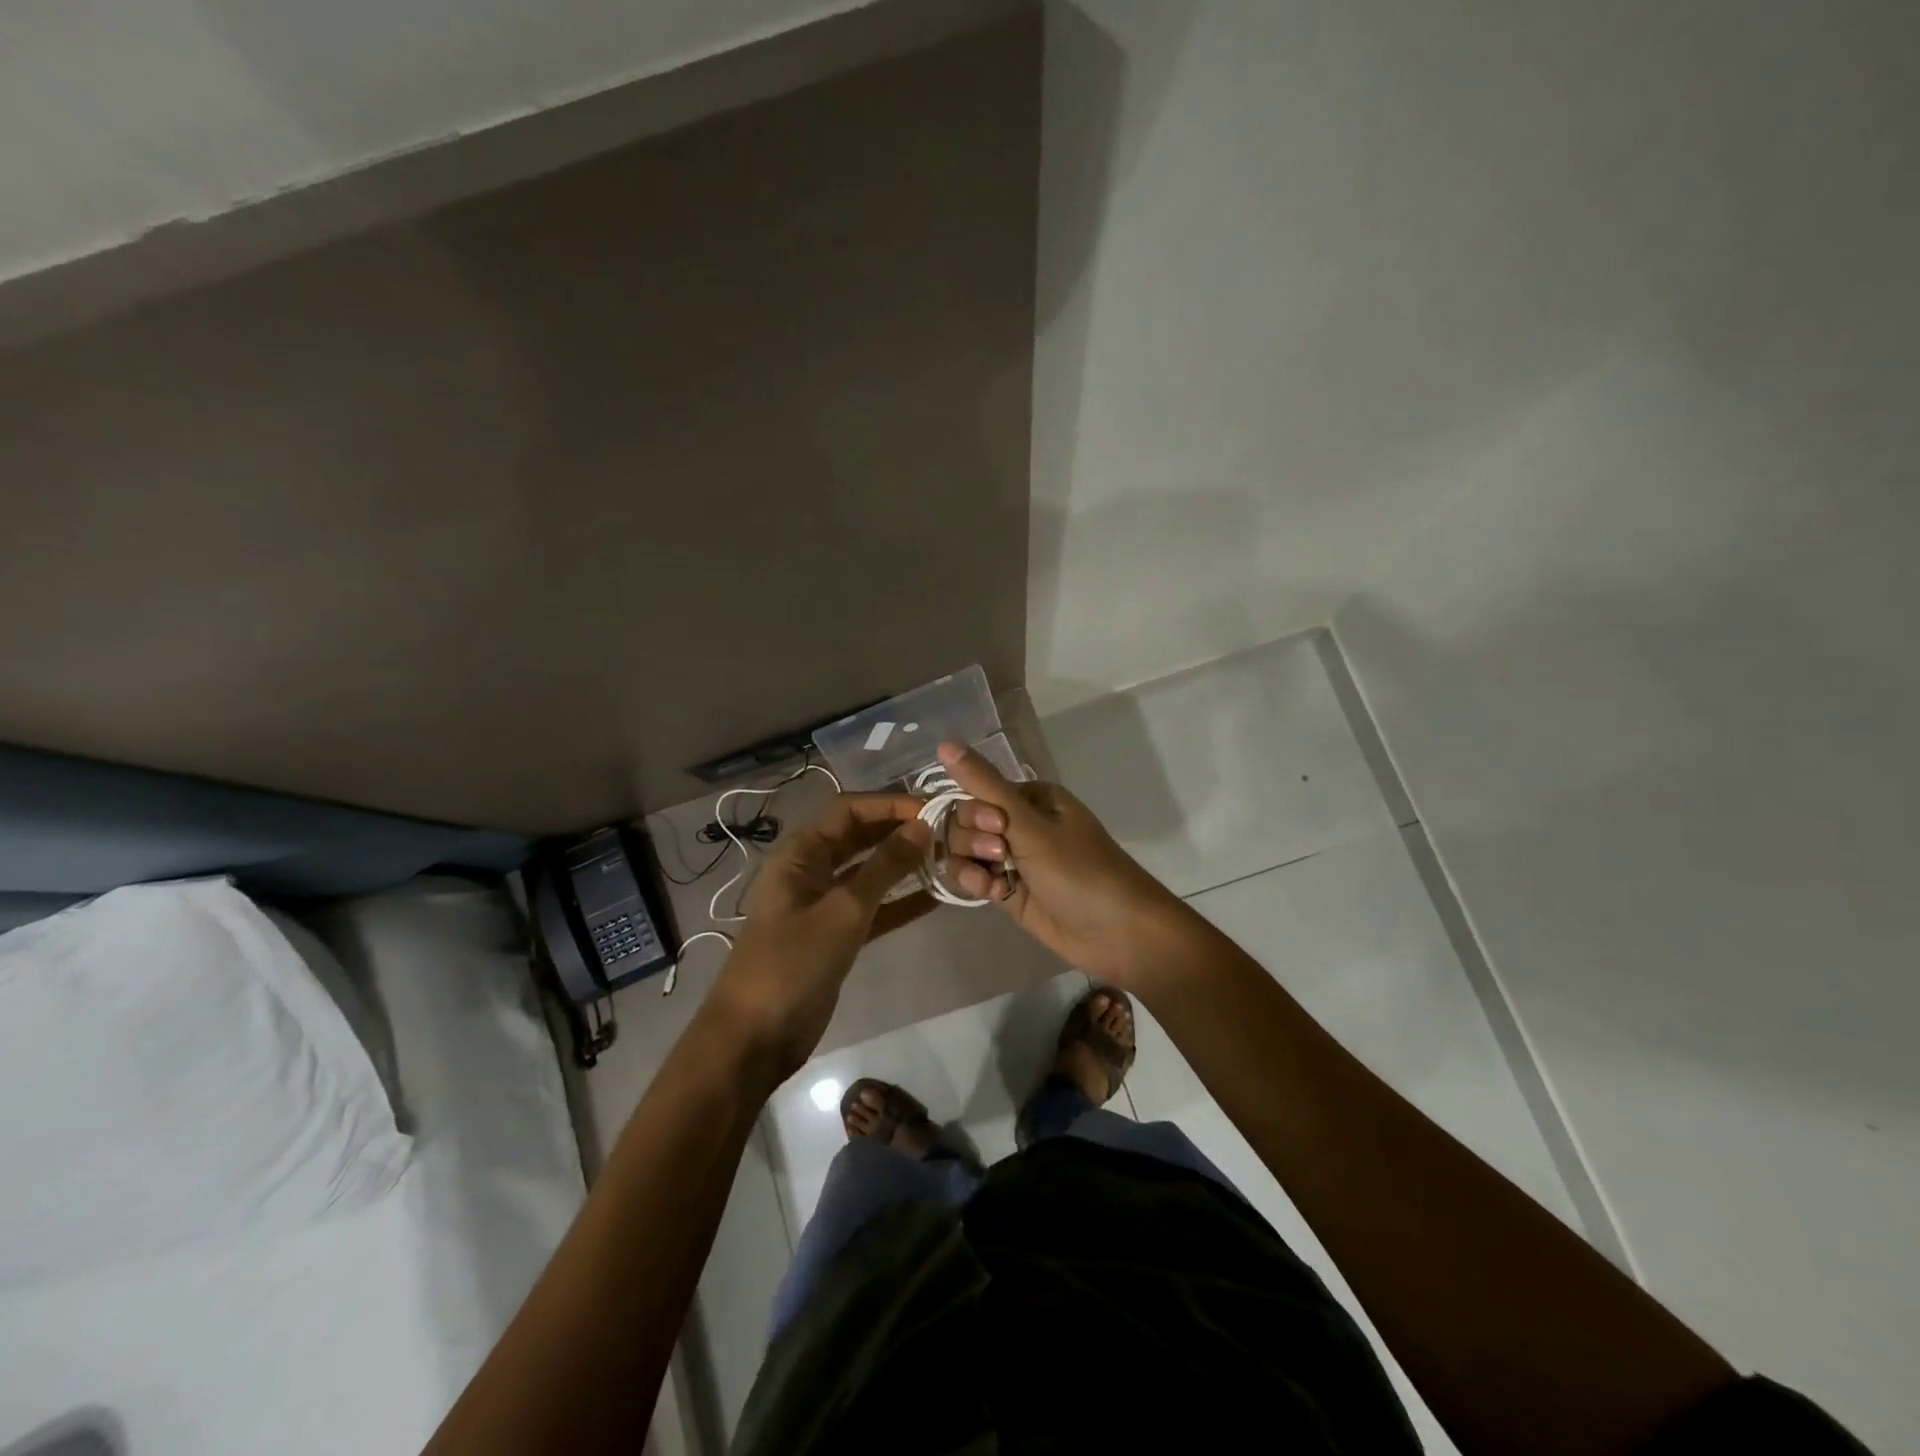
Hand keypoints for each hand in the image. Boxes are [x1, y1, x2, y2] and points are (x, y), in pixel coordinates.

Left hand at [703, 794, 931, 1080]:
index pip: (849, 810)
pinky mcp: (836, 935)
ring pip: (870, 872)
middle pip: (860, 837)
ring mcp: (823, 904)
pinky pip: (874, 907)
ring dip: (904, 865)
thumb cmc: (792, 963)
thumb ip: (884, 867)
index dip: (889, 804)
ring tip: (948, 857)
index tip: (933, 808)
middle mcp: (811, 870)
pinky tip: (936, 898)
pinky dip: (900, 901)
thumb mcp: (843, 910)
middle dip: (900, 831)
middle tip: (948, 830)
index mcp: (800, 853)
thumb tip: (923, 826)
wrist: (755, 1038)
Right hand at [935, 742, 1187, 987]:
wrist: (1117, 932)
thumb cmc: (1079, 870)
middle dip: (973, 840)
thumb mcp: (1030, 825)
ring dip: (971, 864)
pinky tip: (994, 894)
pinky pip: (976, 878)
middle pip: (965, 822)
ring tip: (995, 883)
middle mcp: (1020, 823)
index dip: (974, 810)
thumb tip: (944, 743)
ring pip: (966, 852)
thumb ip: (984, 786)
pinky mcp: (1009, 891)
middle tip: (1001, 855)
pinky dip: (978, 884)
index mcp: (1030, 798)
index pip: (976, 791)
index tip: (994, 826)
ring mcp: (1014, 859)